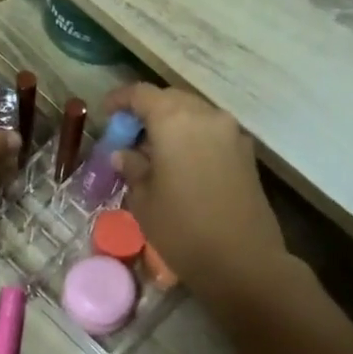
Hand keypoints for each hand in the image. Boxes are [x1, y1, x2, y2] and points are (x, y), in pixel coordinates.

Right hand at [100, 83, 287, 305]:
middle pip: (171, 99)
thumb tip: (125, 154)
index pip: (142, 94)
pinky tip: (180, 163)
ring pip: (194, 113)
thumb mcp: (143, 200)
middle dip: (147, 111)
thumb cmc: (182, 229)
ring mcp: (231, 132)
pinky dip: (192, 137)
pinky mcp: (246, 152)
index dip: (120, 100)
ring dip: (171, 124)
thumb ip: (132, 168)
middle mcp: (206, 116)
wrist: (243, 260)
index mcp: (175, 120)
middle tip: (129, 135)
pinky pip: (211, 131)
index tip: (106, 114)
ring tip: (153, 151)